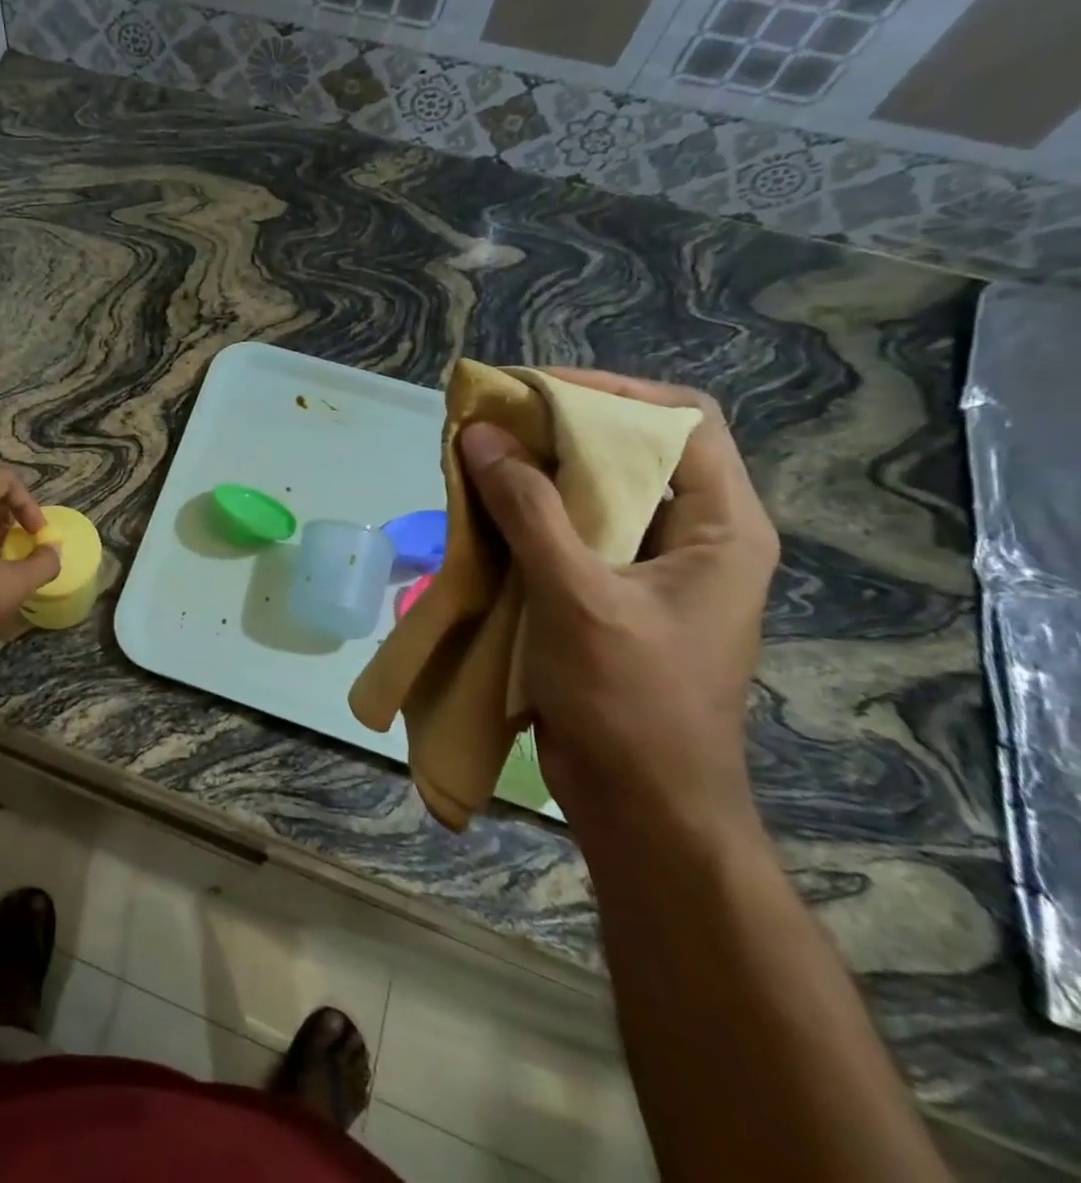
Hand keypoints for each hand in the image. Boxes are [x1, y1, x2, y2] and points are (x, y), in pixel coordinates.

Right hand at [457, 371, 778, 849]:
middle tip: (490, 422)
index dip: (610, 392)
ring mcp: (650, 570)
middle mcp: (693, 538)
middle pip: (630, 453)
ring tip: (475, 461)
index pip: (681, 420)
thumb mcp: (577, 595)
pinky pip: (567, 536)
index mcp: (721, 527)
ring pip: (592, 495)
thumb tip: (480, 434)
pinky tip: (480, 515)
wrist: (641, 805)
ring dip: (534, 474)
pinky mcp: (609, 597)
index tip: (533, 390)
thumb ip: (527, 510)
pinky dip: (524, 518)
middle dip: (558, 431)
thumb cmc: (630, 700)